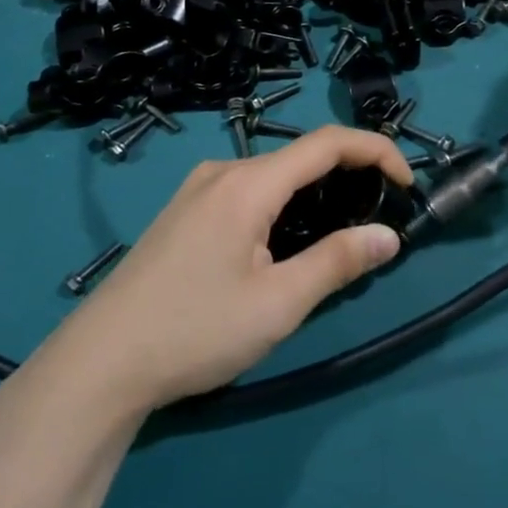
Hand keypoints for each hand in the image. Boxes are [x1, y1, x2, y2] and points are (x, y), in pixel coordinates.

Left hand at [43, 126, 413, 412]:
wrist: (100, 364)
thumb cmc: (195, 330)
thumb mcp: (278, 304)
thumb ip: (337, 262)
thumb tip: (388, 235)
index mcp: (248, 184)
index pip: (327, 143)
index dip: (375, 151)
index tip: (406, 183)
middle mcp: (222, 173)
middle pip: (299, 158)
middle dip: (347, 177)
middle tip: (375, 221)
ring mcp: (197, 191)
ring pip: (272, 178)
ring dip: (313, 195)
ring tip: (336, 239)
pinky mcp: (183, 214)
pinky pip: (246, 194)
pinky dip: (281, 207)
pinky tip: (282, 247)